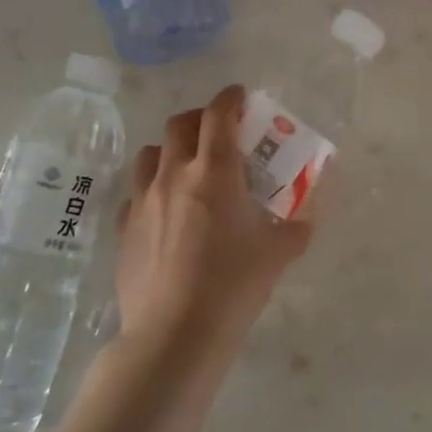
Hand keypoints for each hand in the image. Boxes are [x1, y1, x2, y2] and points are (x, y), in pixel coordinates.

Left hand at [113, 85, 311, 361]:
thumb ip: (296, 227)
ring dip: (170, 150)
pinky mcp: (124, 228)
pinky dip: (151, 190)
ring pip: (150, 154)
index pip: (219, 114)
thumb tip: (307, 217)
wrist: (174, 334)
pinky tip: (164, 212)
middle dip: (200, 119)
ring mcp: (143, 200)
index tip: (241, 97)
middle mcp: (174, 175)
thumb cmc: (232, 286)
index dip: (231, 98)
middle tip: (218, 133)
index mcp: (214, 171)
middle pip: (180, 124)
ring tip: (186, 168)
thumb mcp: (277, 254)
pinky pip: (135, 194)